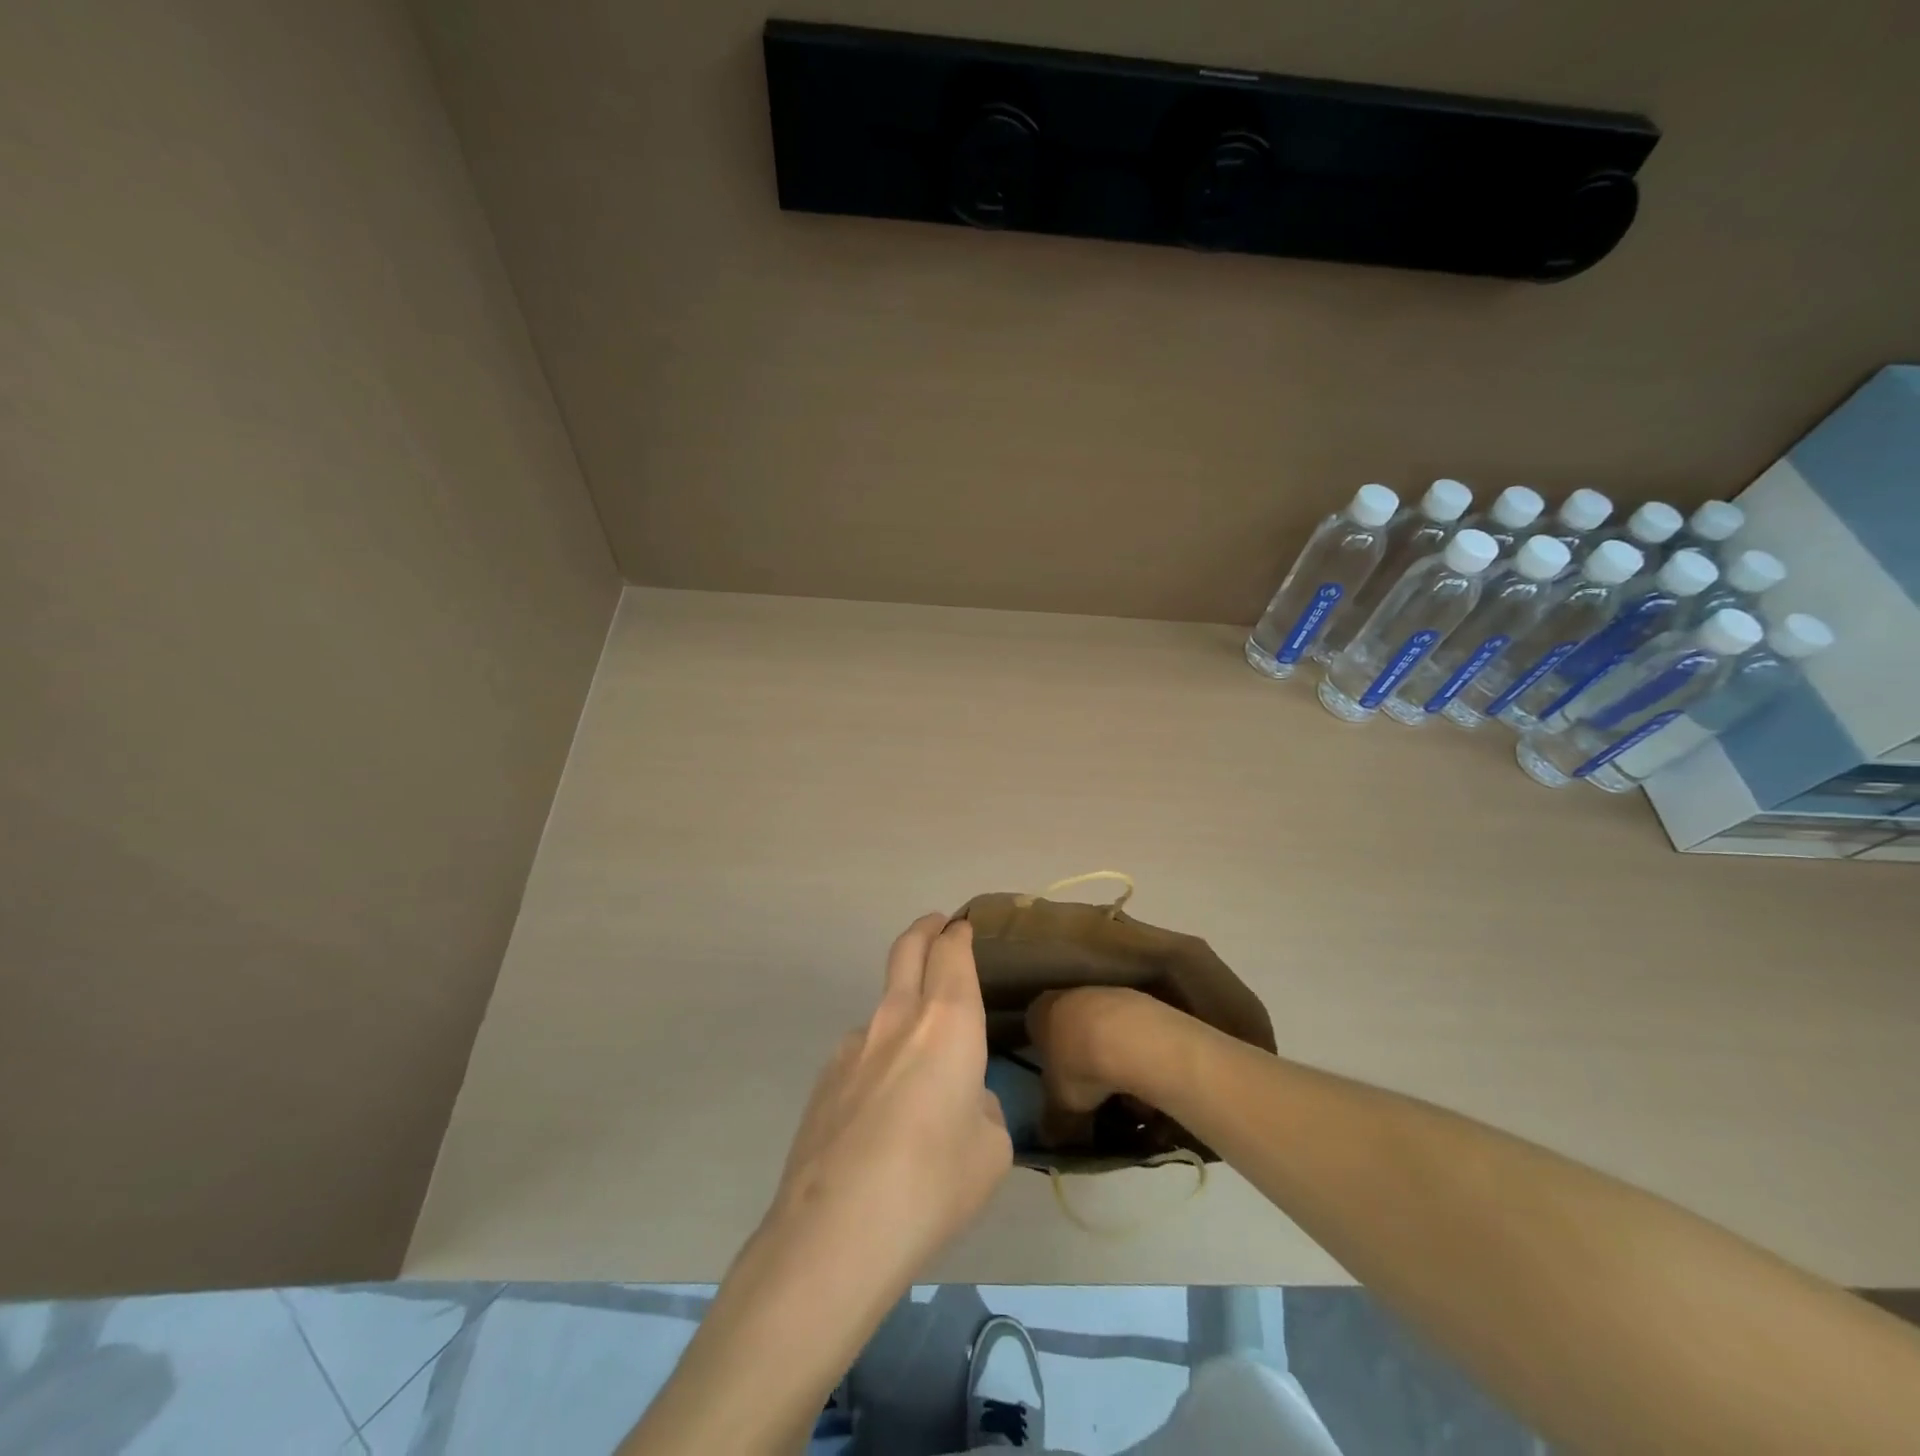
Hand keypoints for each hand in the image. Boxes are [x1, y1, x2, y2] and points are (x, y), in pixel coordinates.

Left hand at [619, 916, 1010, 1455]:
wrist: (836, 1231)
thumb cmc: (933, 1183)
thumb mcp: (990, 1151)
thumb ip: (982, 1108)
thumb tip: (964, 1100)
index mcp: (947, 1022)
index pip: (952, 953)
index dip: (959, 935)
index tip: (963, 928)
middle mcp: (897, 1018)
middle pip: (908, 949)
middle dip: (925, 930)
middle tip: (936, 925)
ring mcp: (853, 1045)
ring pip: (884, 1005)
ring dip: (903, 1007)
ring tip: (918, 1059)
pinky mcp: (824, 1078)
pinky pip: (862, 1051)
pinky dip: (879, 1057)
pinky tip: (882, 1111)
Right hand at [1025, 985, 1180, 1149]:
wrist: (1131, 1039)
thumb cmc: (1080, 1067)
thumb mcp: (1060, 1105)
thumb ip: (1053, 1122)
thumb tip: (1048, 1139)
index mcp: (1041, 1012)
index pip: (1036, 1031)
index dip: (1047, 1060)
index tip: (1059, 1085)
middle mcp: (1070, 995)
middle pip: (1074, 1031)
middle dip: (1084, 1062)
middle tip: (1094, 1095)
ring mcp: (1106, 994)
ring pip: (1105, 1032)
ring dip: (1113, 1061)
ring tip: (1127, 1097)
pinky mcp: (1140, 999)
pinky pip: (1134, 1033)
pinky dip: (1138, 1055)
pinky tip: (1148, 1080)